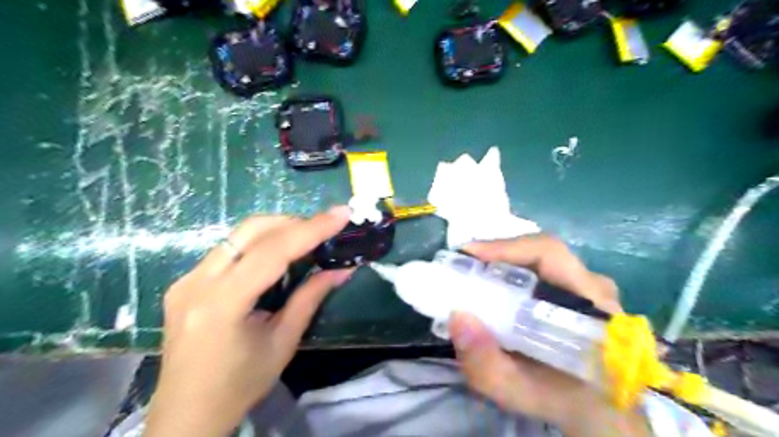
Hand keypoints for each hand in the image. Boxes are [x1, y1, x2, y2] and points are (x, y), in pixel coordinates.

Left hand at [144, 206, 351, 436]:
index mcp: (222, 304)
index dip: (311, 229)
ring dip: (277, 229)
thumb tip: (342, 269)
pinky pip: (228, 249)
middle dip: (293, 222)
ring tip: (306, 238)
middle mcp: (196, 283)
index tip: (341, 214)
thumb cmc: (240, 385)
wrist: (186, 412)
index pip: (272, 252)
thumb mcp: (284, 341)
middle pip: (250, 231)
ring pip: (238, 235)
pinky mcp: (185, 282)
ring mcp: (186, 280)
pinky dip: (259, 243)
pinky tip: (277, 255)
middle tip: (325, 227)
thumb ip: (310, 298)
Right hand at [447, 236, 648, 435]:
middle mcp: (594, 286)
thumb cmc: (561, 400)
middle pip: (541, 250)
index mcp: (592, 307)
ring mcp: (588, 285)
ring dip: (503, 259)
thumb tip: (457, 315)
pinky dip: (512, 269)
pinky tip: (492, 282)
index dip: (506, 247)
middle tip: (462, 264)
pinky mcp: (578, 288)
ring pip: (540, 256)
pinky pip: (541, 267)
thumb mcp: (517, 392)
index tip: (468, 254)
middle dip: (497, 252)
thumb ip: (485, 363)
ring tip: (471, 271)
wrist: (596, 410)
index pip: (550, 254)